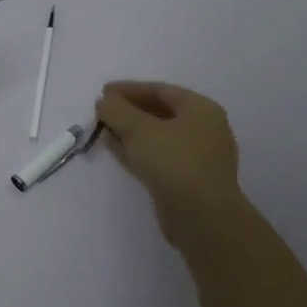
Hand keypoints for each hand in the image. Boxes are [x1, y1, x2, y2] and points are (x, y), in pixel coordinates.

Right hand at [95, 81, 244, 244]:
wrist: (202, 217)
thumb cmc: (174, 162)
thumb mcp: (139, 130)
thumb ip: (117, 110)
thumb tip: (104, 100)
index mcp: (201, 109)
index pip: (161, 90)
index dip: (129, 89)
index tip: (104, 92)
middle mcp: (204, 130)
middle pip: (161, 113)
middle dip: (129, 111)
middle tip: (103, 111)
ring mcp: (198, 157)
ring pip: (158, 137)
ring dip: (130, 132)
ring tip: (104, 130)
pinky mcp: (188, 181)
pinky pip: (159, 157)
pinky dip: (137, 151)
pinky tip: (115, 149)